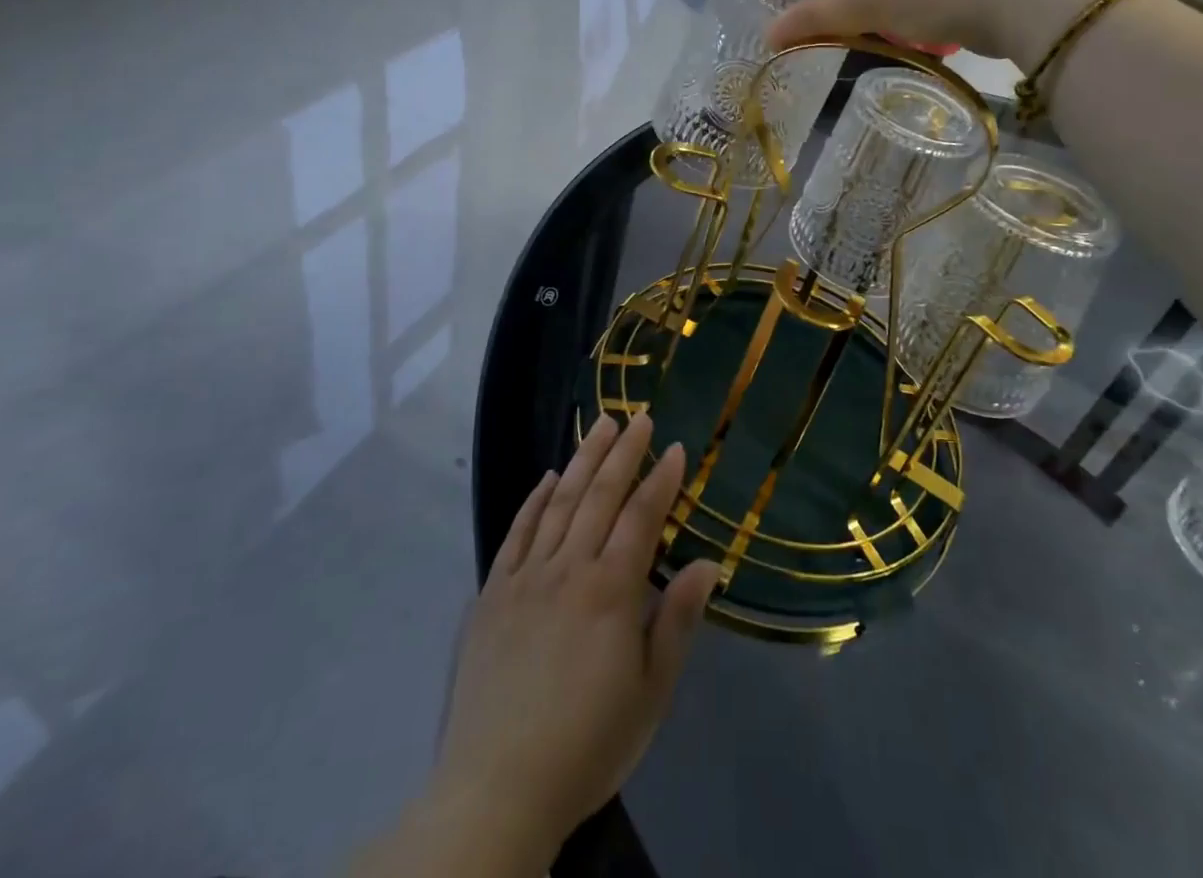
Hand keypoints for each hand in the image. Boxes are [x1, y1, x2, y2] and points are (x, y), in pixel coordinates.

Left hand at [432, 415, 721, 861]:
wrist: (498, 786)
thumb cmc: (589, 741)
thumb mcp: (651, 692)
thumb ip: (676, 620)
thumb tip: (708, 563)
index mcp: (611, 590)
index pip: (642, 517)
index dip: (661, 479)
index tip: (675, 447)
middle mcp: (569, 568)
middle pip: (600, 496)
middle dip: (623, 452)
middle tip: (637, 416)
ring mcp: (526, 576)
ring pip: (560, 502)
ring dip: (583, 460)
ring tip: (600, 426)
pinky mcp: (493, 592)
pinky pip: (517, 532)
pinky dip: (535, 499)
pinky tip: (548, 477)